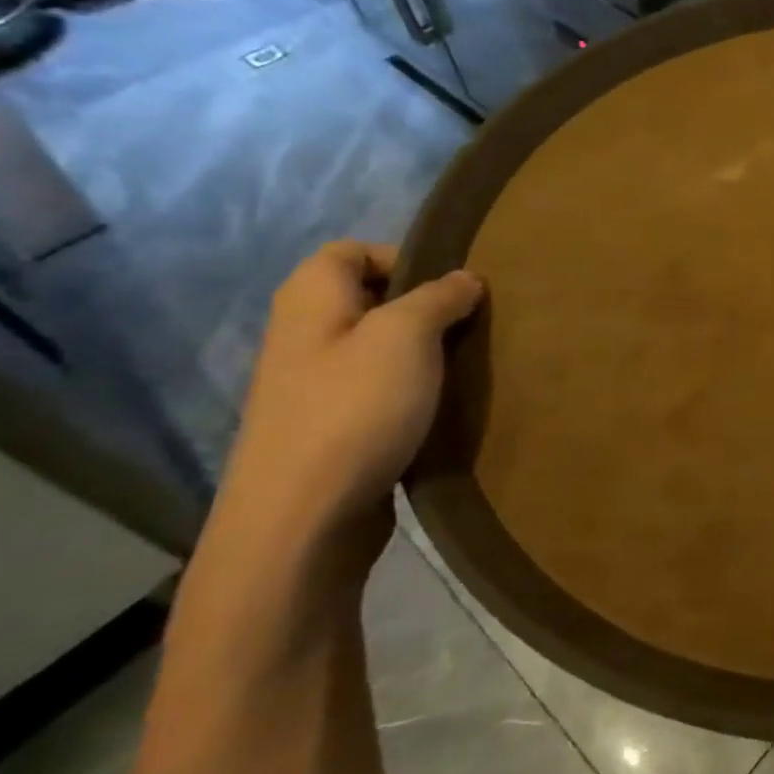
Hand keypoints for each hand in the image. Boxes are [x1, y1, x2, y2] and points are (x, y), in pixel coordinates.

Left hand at [215, 241, 483, 570]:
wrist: (301, 523)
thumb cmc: (353, 409)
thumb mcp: (406, 335)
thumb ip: (439, 297)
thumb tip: (464, 279)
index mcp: (310, 302)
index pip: (352, 250)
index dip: (403, 257)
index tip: (453, 285)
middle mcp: (305, 337)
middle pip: (370, 300)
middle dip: (425, 308)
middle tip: (472, 324)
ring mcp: (314, 389)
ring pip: (379, 350)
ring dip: (424, 355)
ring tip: (467, 365)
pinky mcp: (332, 431)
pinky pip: (379, 394)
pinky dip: (413, 394)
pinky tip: (444, 408)